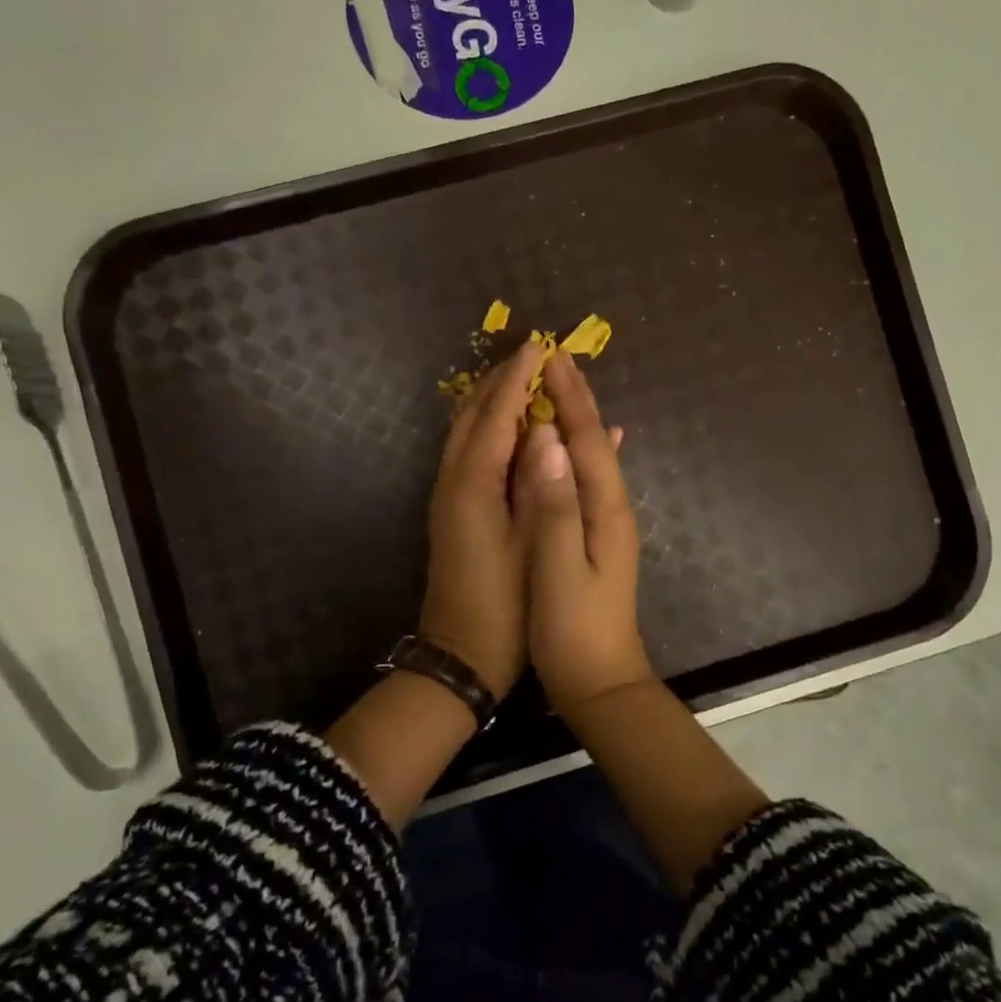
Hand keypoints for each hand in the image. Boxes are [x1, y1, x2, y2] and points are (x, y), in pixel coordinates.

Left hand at [418, 335, 546, 700]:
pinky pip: (467, 449)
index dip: (519, 379)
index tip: (541, 347)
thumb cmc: (507, 604)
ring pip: (464, 430)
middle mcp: (453, 479)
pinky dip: (487, 426)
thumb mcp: (533, 542)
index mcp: (473, 483)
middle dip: (501, 380)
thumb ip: (541, 484)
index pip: (497, 414)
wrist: (460, 654)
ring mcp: (447, 493)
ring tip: (524, 379)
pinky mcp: (451, 508)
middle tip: (533, 356)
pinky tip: (511, 426)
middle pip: (473, 413)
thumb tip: (553, 432)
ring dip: (491, 400)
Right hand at [512, 348, 651, 714]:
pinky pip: (589, 477)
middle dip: (577, 399)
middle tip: (557, 359)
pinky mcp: (597, 537)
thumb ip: (555, 507)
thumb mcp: (560, 570)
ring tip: (560, 387)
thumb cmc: (574, 630)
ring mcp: (608, 523)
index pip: (588, 440)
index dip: (570, 399)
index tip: (552, 358)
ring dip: (577, 418)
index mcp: (606, 510)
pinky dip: (580, 450)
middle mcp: (613, 508)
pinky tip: (582, 445)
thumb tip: (547, 443)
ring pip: (594, 457)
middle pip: (596, 441)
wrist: (601, 683)